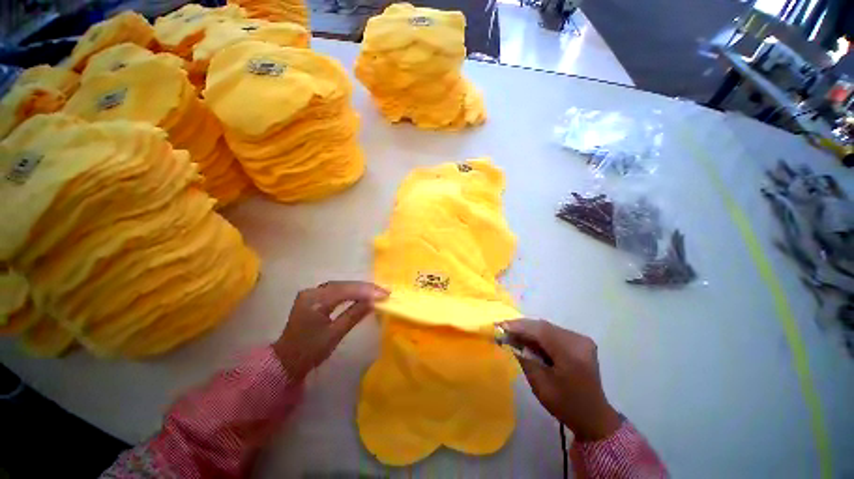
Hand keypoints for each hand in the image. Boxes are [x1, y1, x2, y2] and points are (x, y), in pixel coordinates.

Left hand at [273, 281, 387, 379]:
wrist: (286, 361)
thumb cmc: (310, 351)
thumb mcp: (334, 334)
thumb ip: (354, 315)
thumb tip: (374, 302)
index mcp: (314, 301)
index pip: (345, 290)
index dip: (366, 291)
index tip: (385, 294)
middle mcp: (311, 291)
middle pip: (343, 284)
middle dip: (365, 287)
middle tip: (384, 291)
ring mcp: (311, 292)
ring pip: (341, 285)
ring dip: (359, 288)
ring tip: (377, 291)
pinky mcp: (314, 296)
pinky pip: (336, 289)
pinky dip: (351, 291)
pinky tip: (361, 293)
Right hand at [501, 319, 621, 440]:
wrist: (594, 417)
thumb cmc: (565, 405)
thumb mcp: (540, 385)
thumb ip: (524, 359)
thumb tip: (509, 340)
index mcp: (572, 354)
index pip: (541, 331)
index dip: (519, 326)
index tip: (501, 325)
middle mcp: (579, 341)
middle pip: (544, 326)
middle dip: (522, 326)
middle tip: (503, 328)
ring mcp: (581, 339)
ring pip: (548, 327)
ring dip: (529, 329)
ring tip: (512, 333)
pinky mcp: (579, 341)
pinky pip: (553, 332)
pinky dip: (538, 334)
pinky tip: (528, 338)